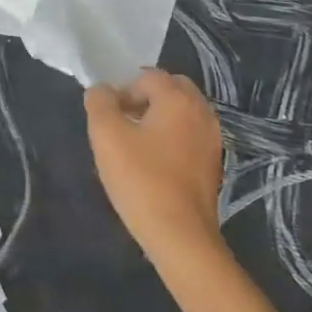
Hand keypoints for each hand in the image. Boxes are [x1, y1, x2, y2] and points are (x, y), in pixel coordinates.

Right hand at [85, 70, 226, 262]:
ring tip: (134, 142)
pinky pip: (188, 133)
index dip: (122, 90)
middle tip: (121, 121)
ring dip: (158, 117)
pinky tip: (152, 161)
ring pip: (182, 112)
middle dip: (144, 97)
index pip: (147, 76)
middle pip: (171, 88)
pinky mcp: (212, 162)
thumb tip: (101, 90)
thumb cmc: (140, 179)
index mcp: (178, 99)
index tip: (107, 117)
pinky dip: (171, 136)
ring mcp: (211, 138)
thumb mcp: (106, 136)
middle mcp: (201, 111)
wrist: (180, 235)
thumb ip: (99, 103)